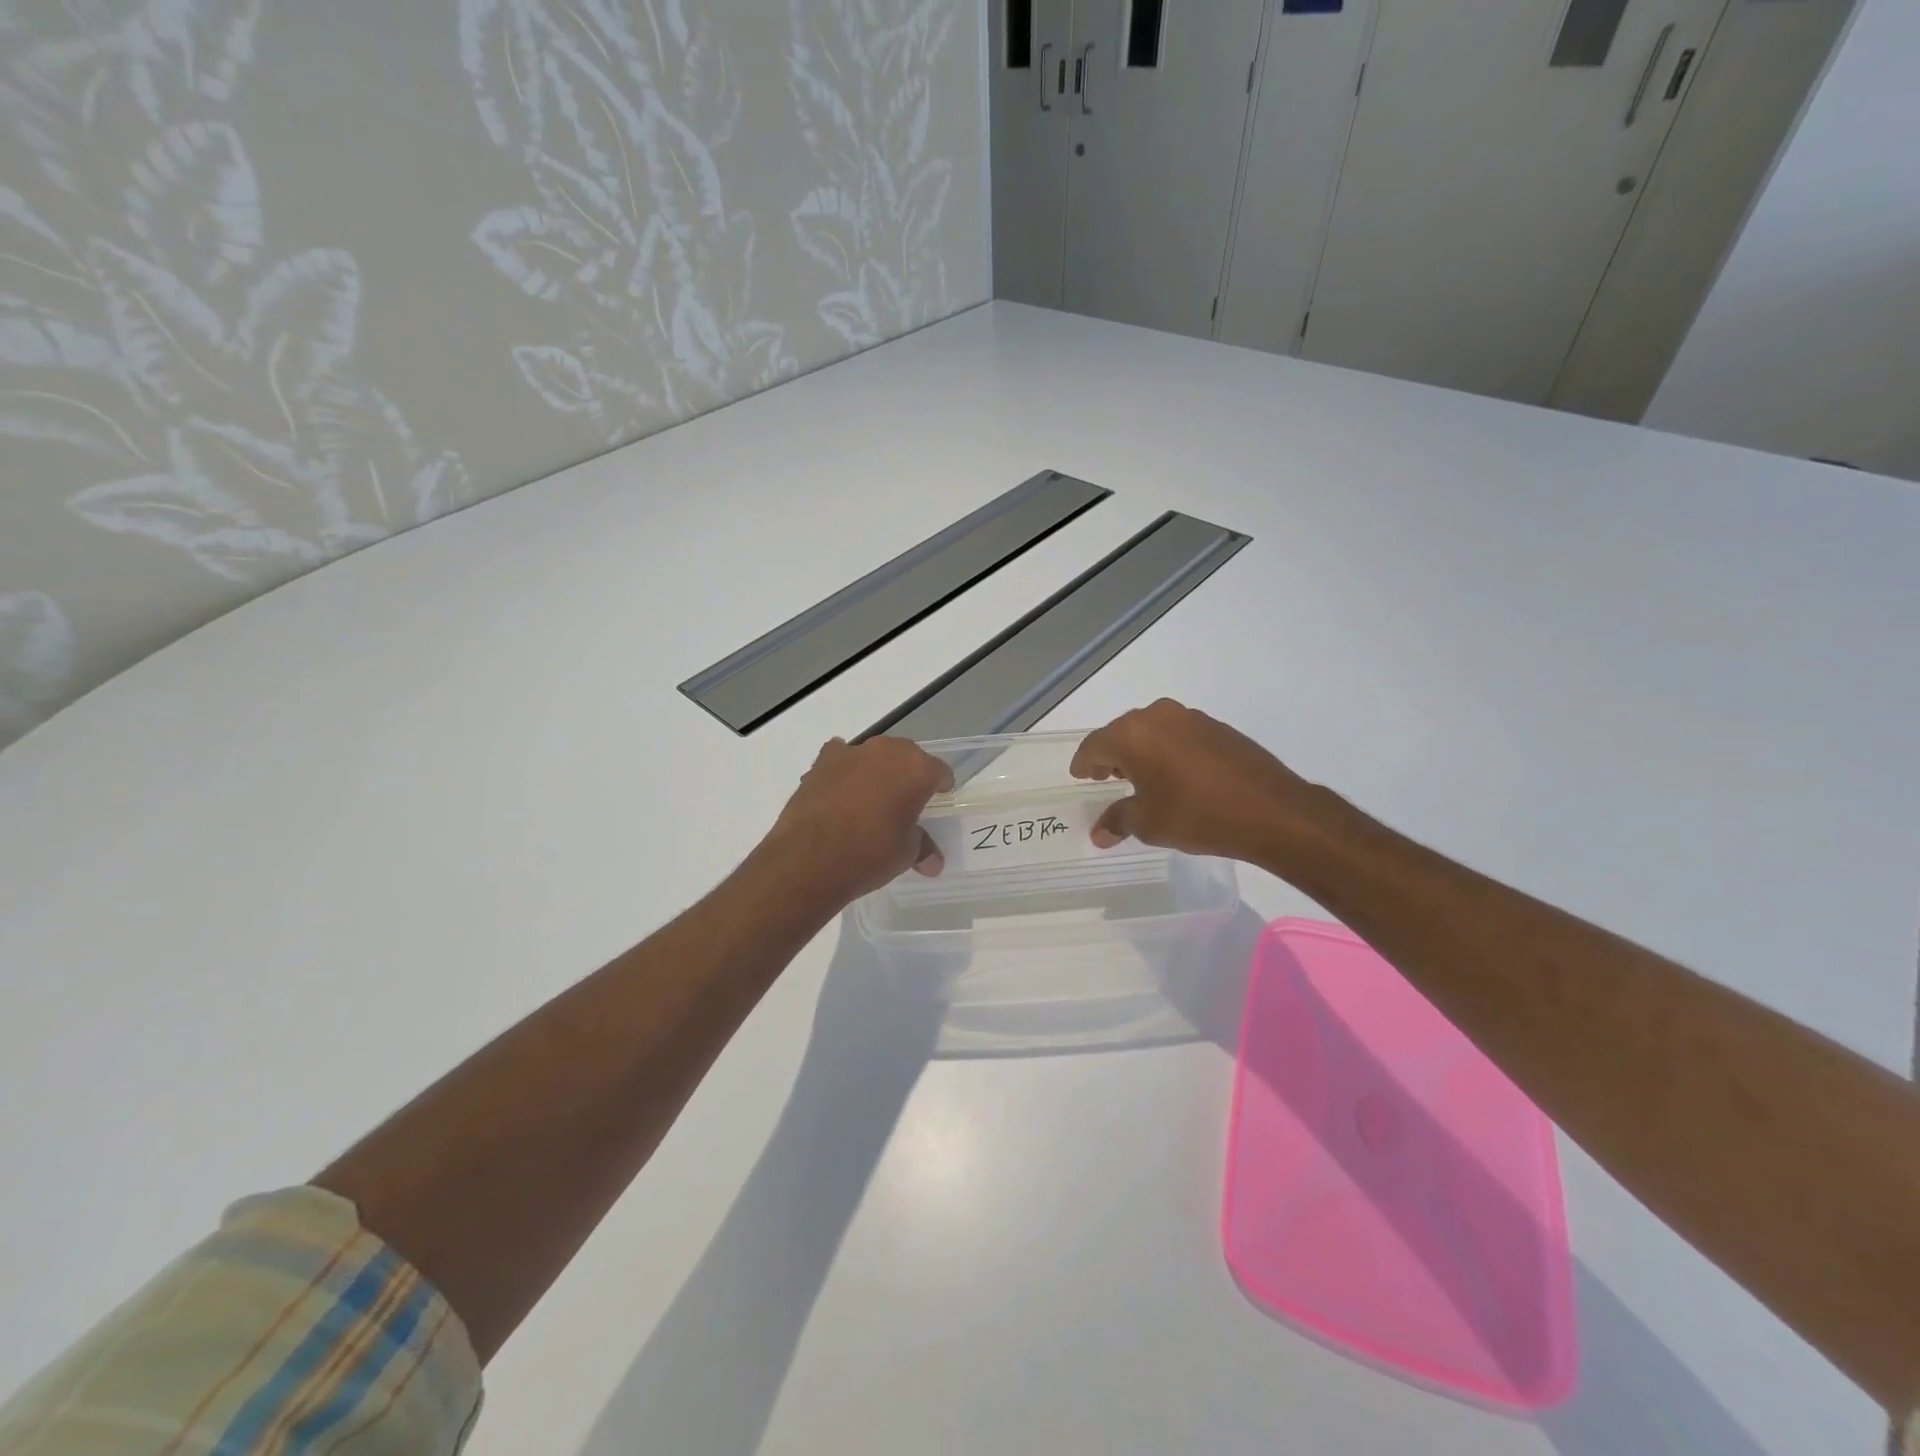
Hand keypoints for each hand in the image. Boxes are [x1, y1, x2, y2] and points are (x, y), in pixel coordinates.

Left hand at [763, 736, 952, 902]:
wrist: (809, 859)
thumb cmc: (870, 854)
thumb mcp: (905, 854)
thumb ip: (922, 848)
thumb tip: (933, 862)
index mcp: (916, 768)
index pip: (938, 771)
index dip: (940, 786)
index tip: (937, 800)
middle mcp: (886, 751)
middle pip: (905, 757)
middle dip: (907, 775)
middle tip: (905, 802)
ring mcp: (850, 753)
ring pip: (872, 756)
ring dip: (874, 772)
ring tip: (870, 800)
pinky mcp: (820, 763)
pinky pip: (840, 760)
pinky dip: (843, 772)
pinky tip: (839, 794)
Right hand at [1070, 699, 1327, 864]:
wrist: (1270, 810)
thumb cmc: (1196, 815)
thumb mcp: (1148, 823)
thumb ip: (1118, 821)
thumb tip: (1099, 832)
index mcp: (1133, 734)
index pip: (1094, 745)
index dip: (1083, 763)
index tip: (1080, 776)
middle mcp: (1158, 716)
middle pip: (1122, 733)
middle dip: (1111, 755)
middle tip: (1105, 778)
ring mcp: (1191, 718)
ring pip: (1152, 731)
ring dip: (1141, 752)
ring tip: (1140, 778)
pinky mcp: (1217, 727)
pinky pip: (1178, 735)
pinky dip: (1168, 751)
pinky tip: (1175, 775)